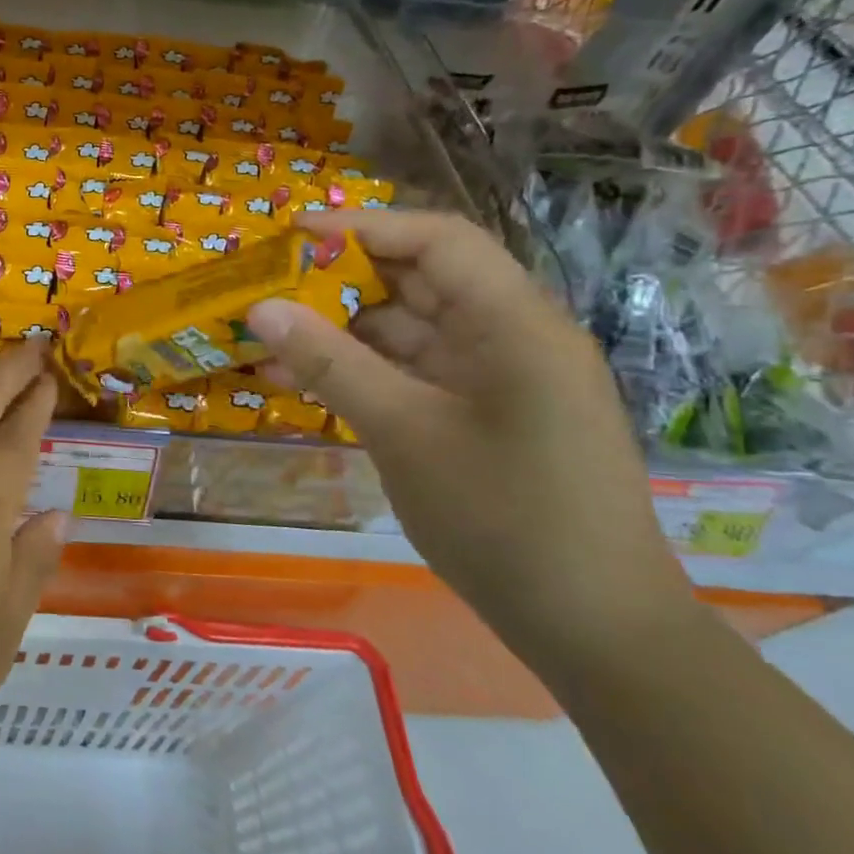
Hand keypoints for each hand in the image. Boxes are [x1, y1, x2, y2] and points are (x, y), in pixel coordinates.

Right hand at [247, 211, 695, 667]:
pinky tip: (302, 383)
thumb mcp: (403, 432)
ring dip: (340, 333)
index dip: (362, 226)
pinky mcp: (483, 415)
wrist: (593, 627)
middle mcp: (511, 336)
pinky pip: (413, 374)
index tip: (291, 235)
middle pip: (418, 280)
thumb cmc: (504, 517)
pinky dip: (360, 372)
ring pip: (408, 330)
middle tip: (266, 288)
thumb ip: (330, 362)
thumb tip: (260, 309)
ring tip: (266, 342)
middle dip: (339, 280)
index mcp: (514, 323)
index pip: (437, 239)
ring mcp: (497, 379)